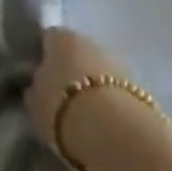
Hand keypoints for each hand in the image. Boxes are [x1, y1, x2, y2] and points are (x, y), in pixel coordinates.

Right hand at [26, 27, 164, 170]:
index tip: (37, 78)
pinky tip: (102, 123)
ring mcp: (116, 61)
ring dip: (91, 86)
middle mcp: (90, 41)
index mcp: (60, 37)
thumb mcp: (35, 103)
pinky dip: (108, 101)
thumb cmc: (64, 109)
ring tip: (83, 115)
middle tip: (60, 97)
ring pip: (97, 70)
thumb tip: (36, 86)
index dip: (42, 56)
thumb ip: (34, 89)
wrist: (116, 133)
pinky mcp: (137, 86)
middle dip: (69, 70)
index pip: (47, 38)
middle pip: (75, 52)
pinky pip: (114, 90)